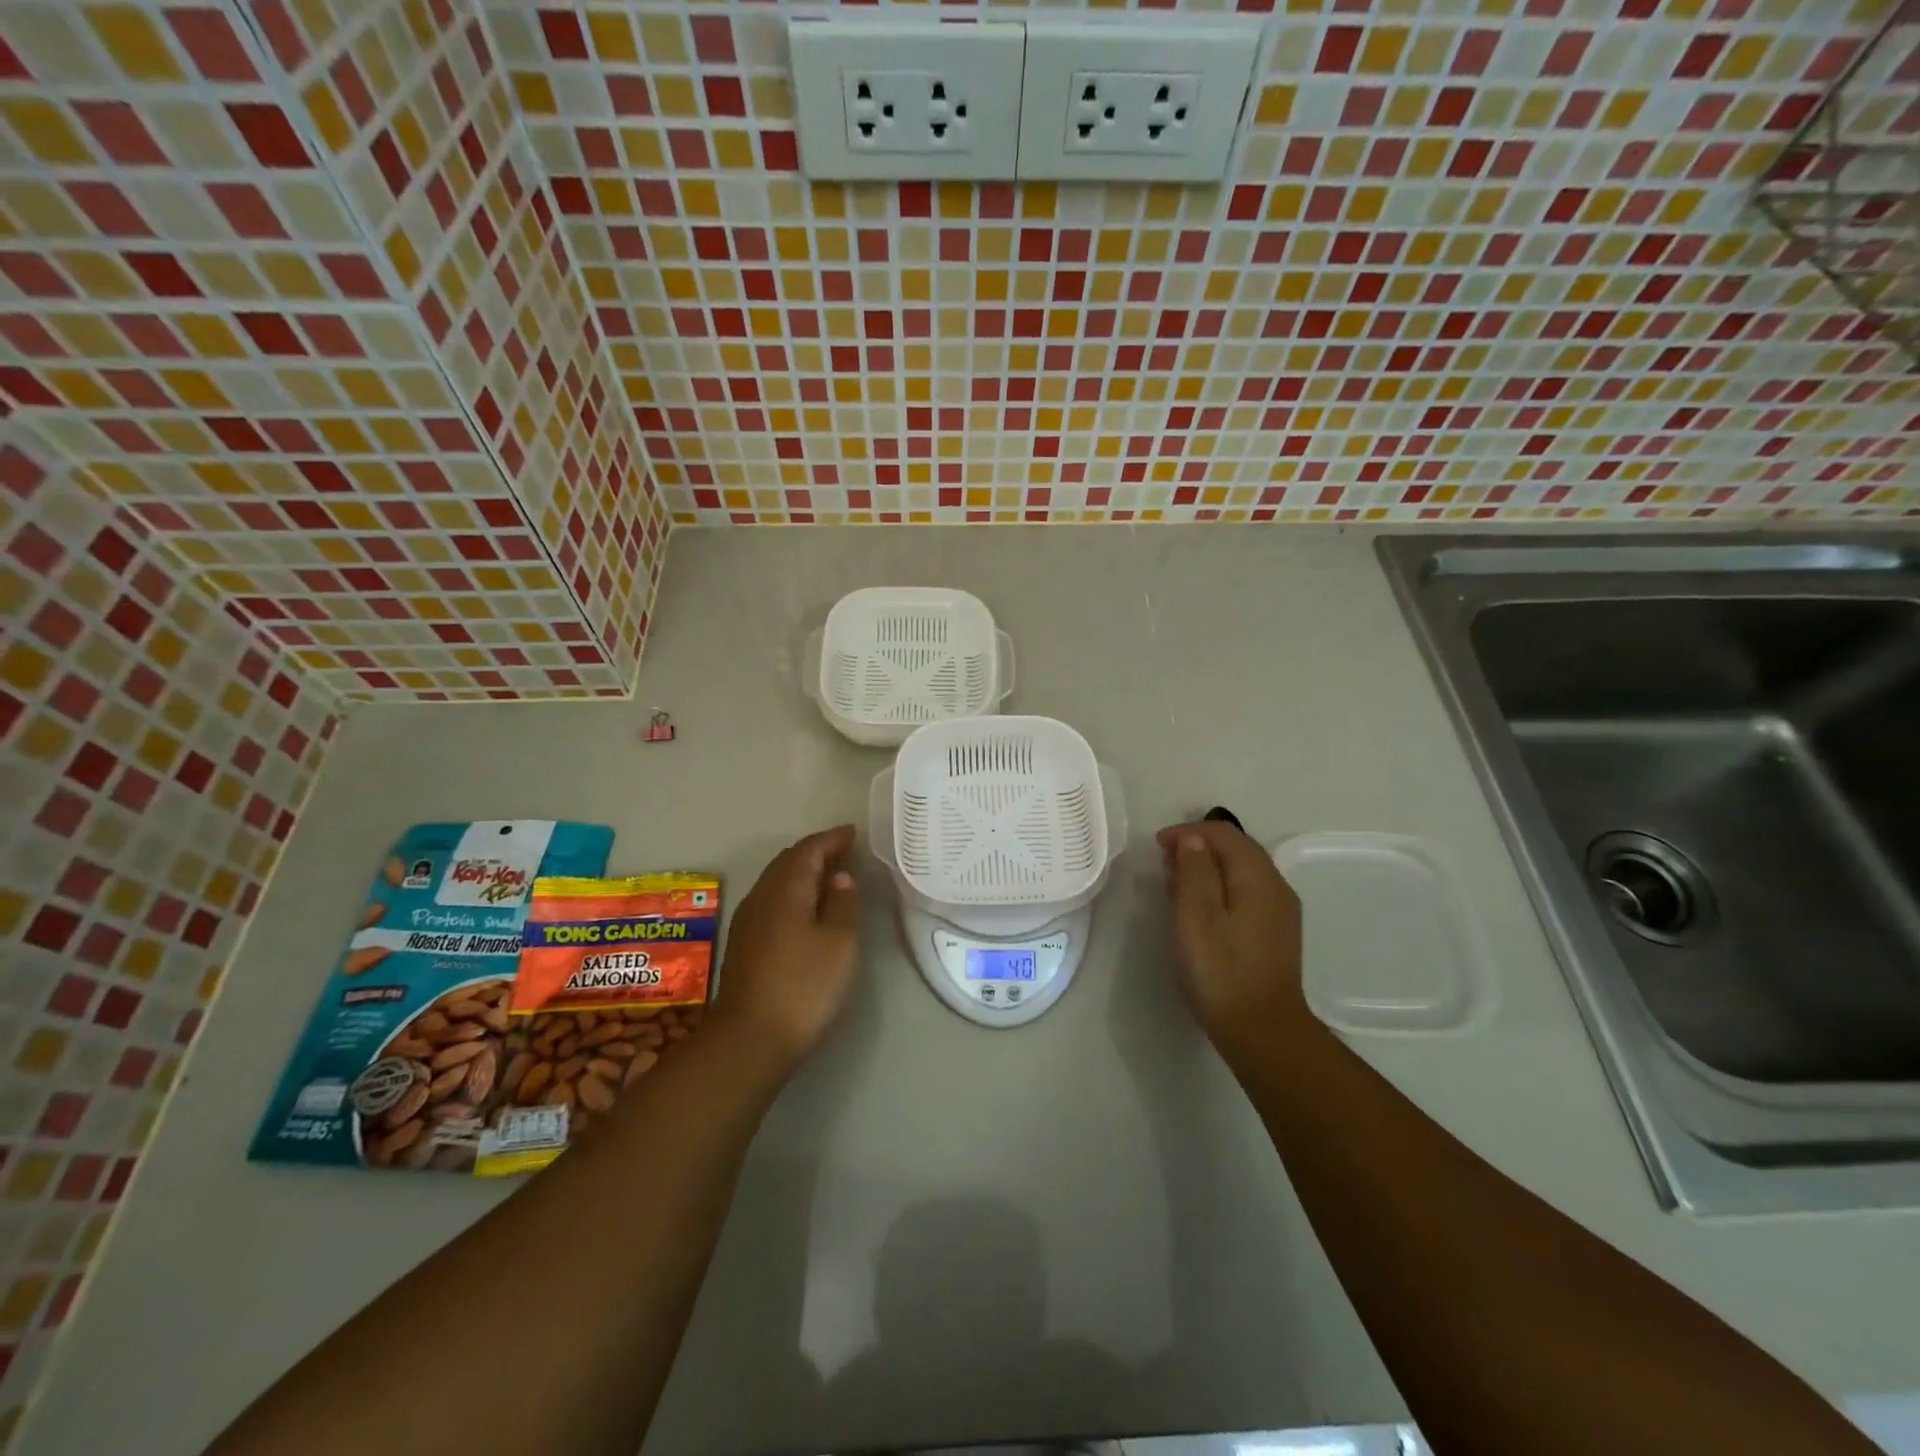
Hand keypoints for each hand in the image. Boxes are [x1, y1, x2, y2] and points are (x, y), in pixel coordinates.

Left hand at [710, 825, 861, 1067]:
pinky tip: (807, 909)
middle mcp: (761, 897)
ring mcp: (748, 922)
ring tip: (830, 877)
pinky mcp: (744, 945)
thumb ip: (844, 903)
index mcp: (786, 889)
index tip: (853, 833)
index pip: (808, 850)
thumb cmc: (804, 986)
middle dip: (816, 852)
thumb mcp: (840, 942)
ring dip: (803, 873)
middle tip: (845, 852)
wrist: (749, 1040)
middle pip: (788, 862)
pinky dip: (793, 893)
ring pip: (777, 882)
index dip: (832, 839)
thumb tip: (840, 877)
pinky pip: (772, 901)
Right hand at [1156, 819, 1307, 1057]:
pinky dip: (1220, 887)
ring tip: (1175, 881)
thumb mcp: (1196, 915)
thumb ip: (1194, 870)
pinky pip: (1246, 893)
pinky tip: (1201, 908)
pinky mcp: (1276, 933)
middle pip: (1237, 849)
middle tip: (1164, 861)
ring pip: (1242, 871)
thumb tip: (1193, 839)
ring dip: (1208, 867)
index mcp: (1258, 877)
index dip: (1188, 831)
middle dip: (1198, 846)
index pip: (1224, 833)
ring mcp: (1280, 912)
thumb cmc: (1221, 970)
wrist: (1262, 1031)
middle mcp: (1276, 887)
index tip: (1157, 846)